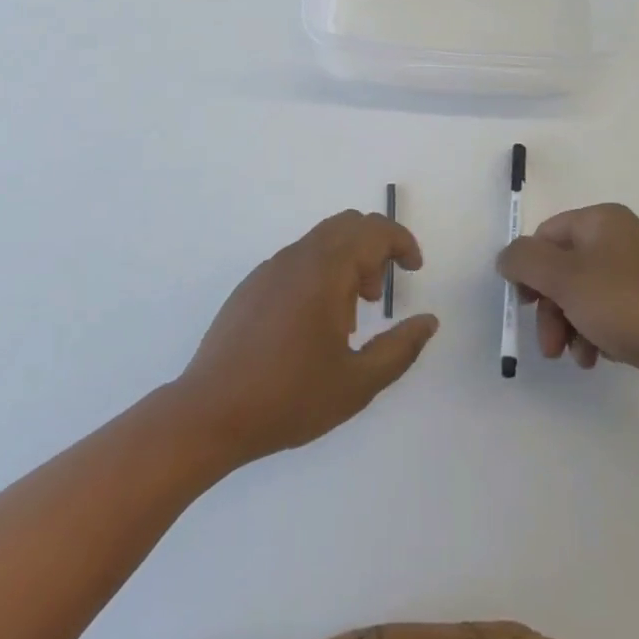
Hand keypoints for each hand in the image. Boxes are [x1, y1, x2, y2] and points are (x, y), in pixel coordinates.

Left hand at [175, 211, 437, 465]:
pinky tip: (312, 326)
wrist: (210, 413)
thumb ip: (400, 348)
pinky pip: (296, 260)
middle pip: (347, 225)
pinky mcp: (251, 285)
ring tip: (348, 320)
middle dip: (374, 249)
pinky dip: (319, 274)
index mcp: (325, 271)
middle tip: (377, 298)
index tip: (415, 270)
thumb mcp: (358, 383)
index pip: (373, 230)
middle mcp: (296, 257)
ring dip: (346, 263)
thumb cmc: (289, 398)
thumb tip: (428, 321)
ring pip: (320, 242)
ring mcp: (269, 269)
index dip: (402, 242)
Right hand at [497, 203, 638, 412]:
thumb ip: (525, 261)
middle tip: (549, 344)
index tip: (524, 305)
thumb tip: (507, 257)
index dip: (528, 270)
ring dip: (569, 327)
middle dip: (549, 308)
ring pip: (583, 296)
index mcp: (603, 221)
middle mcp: (621, 240)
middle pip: (563, 269)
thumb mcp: (566, 279)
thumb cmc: (630, 307)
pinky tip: (600, 359)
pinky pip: (609, 315)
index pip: (546, 236)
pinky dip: (596, 335)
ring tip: (577, 358)